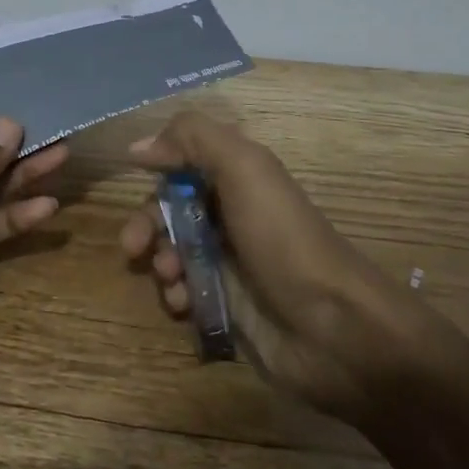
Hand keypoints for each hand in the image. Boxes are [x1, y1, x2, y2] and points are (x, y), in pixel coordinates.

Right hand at [119, 111, 429, 417]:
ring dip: (161, 262)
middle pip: (170, 208)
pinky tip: (184, 305)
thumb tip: (139, 146)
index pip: (183, 162)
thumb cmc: (284, 240)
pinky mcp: (227, 304)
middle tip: (133, 247)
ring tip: (171, 279)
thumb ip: (193, 139)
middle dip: (147, 224)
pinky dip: (177, 294)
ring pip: (173, 250)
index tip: (133, 181)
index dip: (157, 168)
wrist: (334, 329)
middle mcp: (231, 214)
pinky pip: (185, 291)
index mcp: (238, 177)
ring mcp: (229, 261)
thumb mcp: (245, 169)